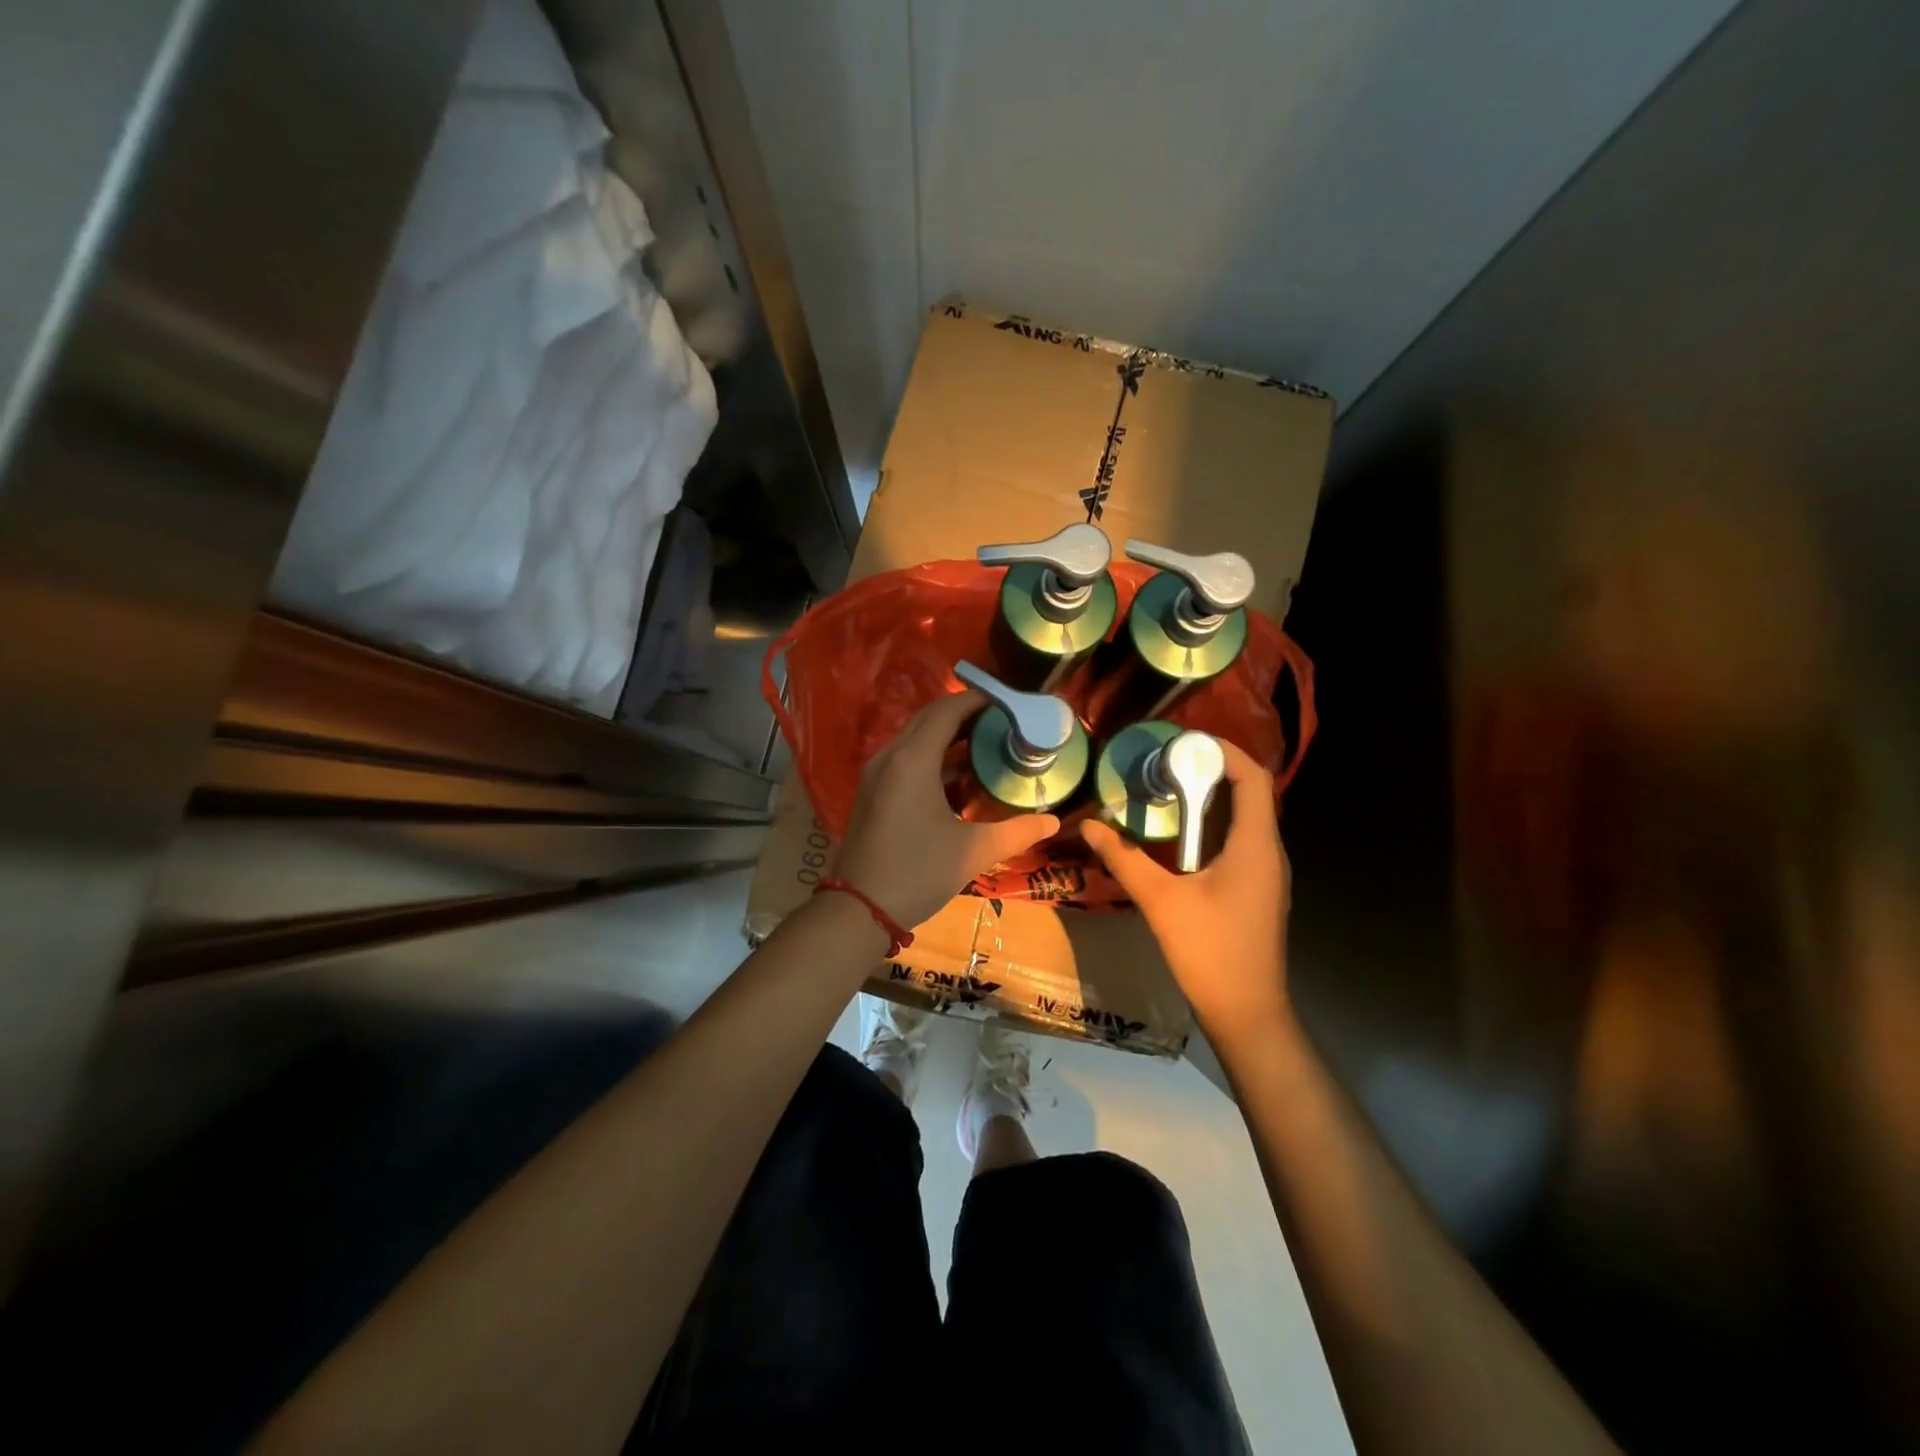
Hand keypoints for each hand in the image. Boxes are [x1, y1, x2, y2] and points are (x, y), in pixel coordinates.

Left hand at [833, 690, 1058, 930]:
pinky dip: (933, 756)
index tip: (1011, 701)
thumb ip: (1016, 832)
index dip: (979, 700)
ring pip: (916, 738)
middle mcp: (890, 756)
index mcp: (913, 760)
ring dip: (949, 735)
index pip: (948, 710)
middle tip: (1004, 720)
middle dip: (966, 713)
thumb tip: (1053, 822)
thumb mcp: (973, 851)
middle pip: (929, 718)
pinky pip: (906, 758)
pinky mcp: (872, 792)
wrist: (858, 909)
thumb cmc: (916, 872)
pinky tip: (958, 775)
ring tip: (988, 743)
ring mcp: (876, 774)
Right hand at [1082, 740, 1290, 1037]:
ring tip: (1166, 791)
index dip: (1224, 751)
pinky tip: (1178, 838)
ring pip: (1244, 819)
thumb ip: (1125, 859)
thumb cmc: (1210, 952)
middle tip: (1164, 764)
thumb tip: (1090, 825)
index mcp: (1254, 845)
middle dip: (1209, 771)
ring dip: (1210, 800)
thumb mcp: (1161, 901)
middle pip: (1249, 793)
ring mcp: (1267, 873)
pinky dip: (1212, 827)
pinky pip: (1239, 842)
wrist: (1247, 1013)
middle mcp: (1268, 852)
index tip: (1183, 743)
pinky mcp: (1258, 890)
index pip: (1253, 778)